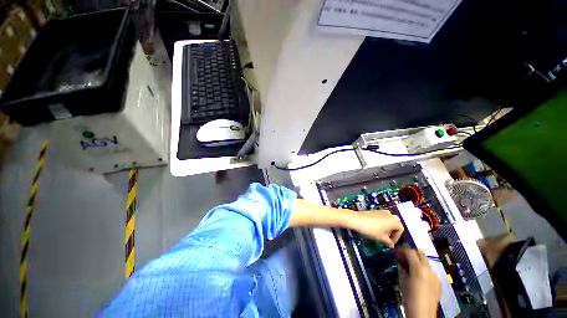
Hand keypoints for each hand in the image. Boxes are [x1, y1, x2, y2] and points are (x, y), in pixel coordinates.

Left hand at [347, 210, 403, 247]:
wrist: (357, 220)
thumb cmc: (371, 230)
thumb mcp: (382, 239)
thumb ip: (389, 242)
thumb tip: (391, 245)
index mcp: (394, 221)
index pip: (401, 230)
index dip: (396, 238)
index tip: (391, 243)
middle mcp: (390, 215)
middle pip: (396, 223)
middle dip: (393, 231)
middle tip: (388, 238)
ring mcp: (381, 211)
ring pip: (389, 219)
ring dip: (388, 226)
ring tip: (382, 233)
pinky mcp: (375, 210)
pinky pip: (382, 217)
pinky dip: (382, 222)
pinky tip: (376, 228)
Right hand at [396, 249, 440, 317]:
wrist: (422, 314)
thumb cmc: (409, 297)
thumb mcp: (402, 280)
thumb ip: (402, 267)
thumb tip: (400, 260)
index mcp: (419, 268)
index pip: (410, 252)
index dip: (402, 250)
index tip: (396, 253)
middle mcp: (429, 270)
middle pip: (420, 253)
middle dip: (411, 253)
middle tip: (403, 258)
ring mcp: (436, 276)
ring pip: (425, 262)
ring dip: (417, 261)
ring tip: (410, 268)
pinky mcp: (439, 283)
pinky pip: (429, 271)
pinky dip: (423, 270)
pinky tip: (418, 277)